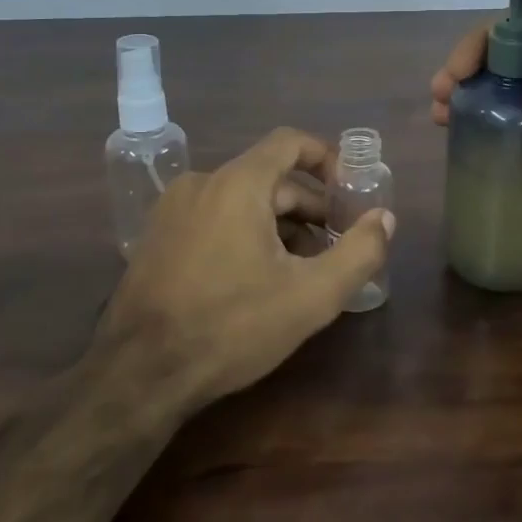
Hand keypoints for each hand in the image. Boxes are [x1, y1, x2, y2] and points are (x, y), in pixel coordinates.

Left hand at [98, 128, 394, 407]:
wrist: (137, 378)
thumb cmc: (231, 327)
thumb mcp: (311, 296)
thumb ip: (359, 252)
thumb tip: (385, 219)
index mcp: (237, 185)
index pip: (290, 142)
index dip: (327, 158)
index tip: (350, 191)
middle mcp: (201, 184)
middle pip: (270, 178)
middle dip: (310, 208)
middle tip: (336, 246)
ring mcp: (173, 211)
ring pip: (242, 201)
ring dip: (279, 226)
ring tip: (302, 270)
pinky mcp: (156, 239)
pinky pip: (215, 219)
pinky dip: (246, 235)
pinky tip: (258, 280)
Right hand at [431, 0, 521, 235]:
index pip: (512, 25)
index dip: (476, 42)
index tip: (453, 72)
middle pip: (506, 55)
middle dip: (466, 69)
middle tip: (440, 100)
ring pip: (507, 86)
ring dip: (470, 94)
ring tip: (443, 121)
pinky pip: (515, 116)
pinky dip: (488, 118)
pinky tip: (469, 136)